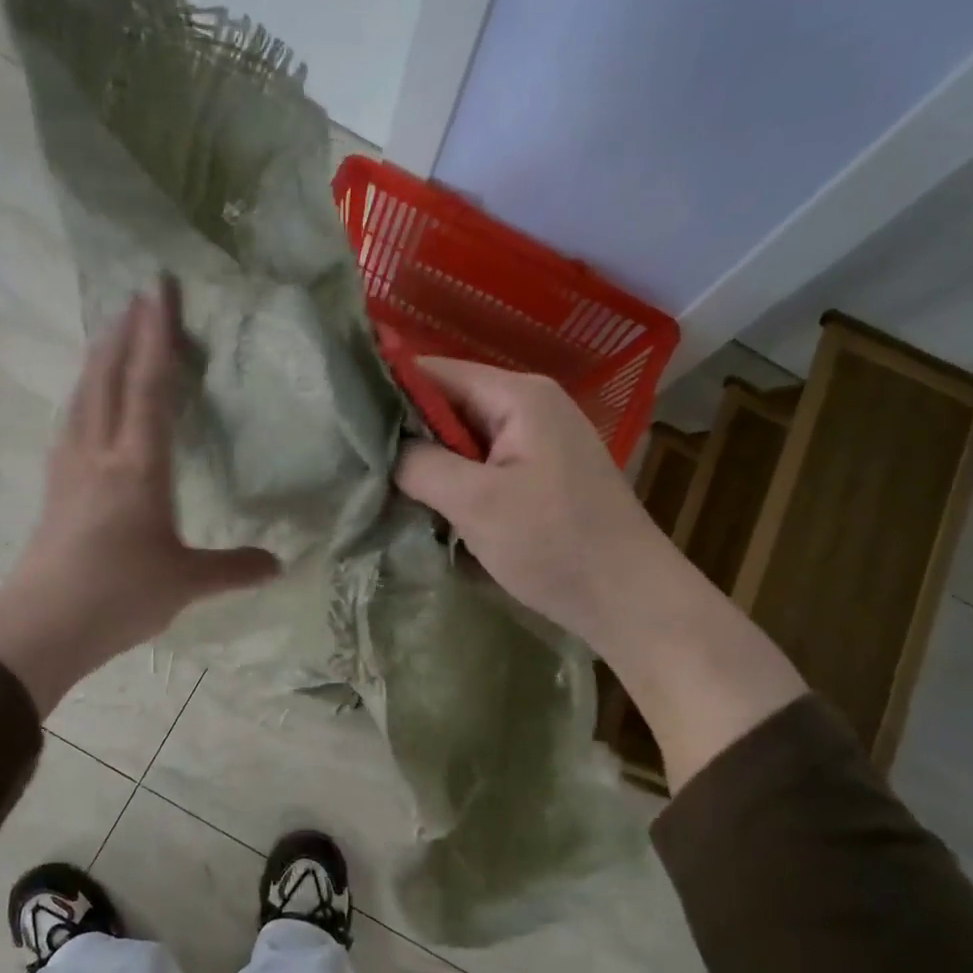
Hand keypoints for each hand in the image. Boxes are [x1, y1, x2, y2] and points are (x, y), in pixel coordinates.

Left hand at [0, 280, 278, 715]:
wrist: (42, 624)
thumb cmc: (119, 595)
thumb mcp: (186, 582)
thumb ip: (234, 569)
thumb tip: (279, 565)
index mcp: (138, 466)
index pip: (149, 387)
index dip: (157, 337)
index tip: (159, 291)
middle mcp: (100, 453)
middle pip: (108, 377)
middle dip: (124, 332)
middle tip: (137, 295)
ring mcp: (70, 467)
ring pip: (83, 395)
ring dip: (98, 358)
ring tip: (109, 333)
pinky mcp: (54, 486)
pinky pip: (71, 421)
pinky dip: (84, 394)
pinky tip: (85, 401)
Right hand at [397, 356, 806, 787]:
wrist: (629, 600)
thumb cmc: (554, 544)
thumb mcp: (477, 502)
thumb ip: (421, 465)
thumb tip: (383, 449)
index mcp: (518, 395)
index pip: (435, 372)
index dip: (388, 391)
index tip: (343, 420)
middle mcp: (529, 406)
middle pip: (448, 405)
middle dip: (406, 434)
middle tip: (356, 461)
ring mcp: (537, 442)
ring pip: (462, 440)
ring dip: (429, 463)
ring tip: (381, 484)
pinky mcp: (539, 476)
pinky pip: (482, 466)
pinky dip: (454, 482)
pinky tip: (427, 505)